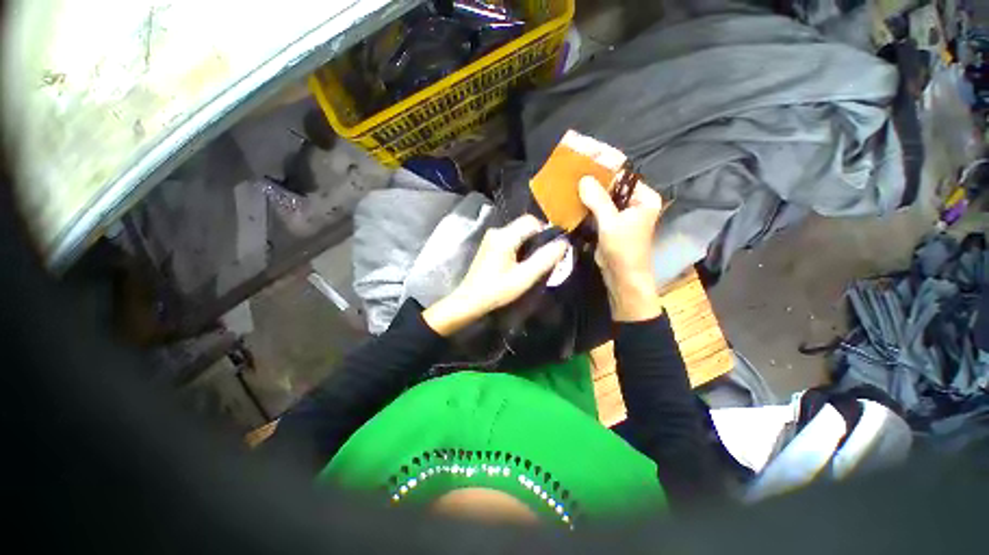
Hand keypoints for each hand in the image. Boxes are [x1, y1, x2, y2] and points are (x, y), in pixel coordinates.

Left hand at [423, 215, 567, 336]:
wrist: (470, 300)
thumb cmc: (497, 290)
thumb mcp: (524, 277)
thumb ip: (545, 259)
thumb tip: (563, 243)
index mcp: (504, 237)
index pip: (532, 221)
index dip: (546, 231)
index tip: (553, 247)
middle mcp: (497, 231)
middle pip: (525, 225)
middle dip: (539, 237)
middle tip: (546, 256)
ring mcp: (491, 237)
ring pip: (518, 231)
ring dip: (530, 242)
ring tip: (535, 261)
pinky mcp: (489, 244)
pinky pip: (511, 238)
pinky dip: (520, 245)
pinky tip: (521, 262)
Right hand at [579, 175, 663, 321]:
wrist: (622, 278)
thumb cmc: (624, 250)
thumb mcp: (611, 224)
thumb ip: (598, 200)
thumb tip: (583, 179)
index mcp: (644, 198)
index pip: (622, 177)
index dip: (603, 170)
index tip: (583, 163)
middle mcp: (635, 203)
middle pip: (611, 187)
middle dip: (593, 183)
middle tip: (572, 175)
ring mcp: (621, 214)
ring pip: (603, 199)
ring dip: (587, 195)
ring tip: (569, 185)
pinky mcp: (610, 224)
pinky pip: (597, 210)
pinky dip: (586, 207)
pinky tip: (572, 202)